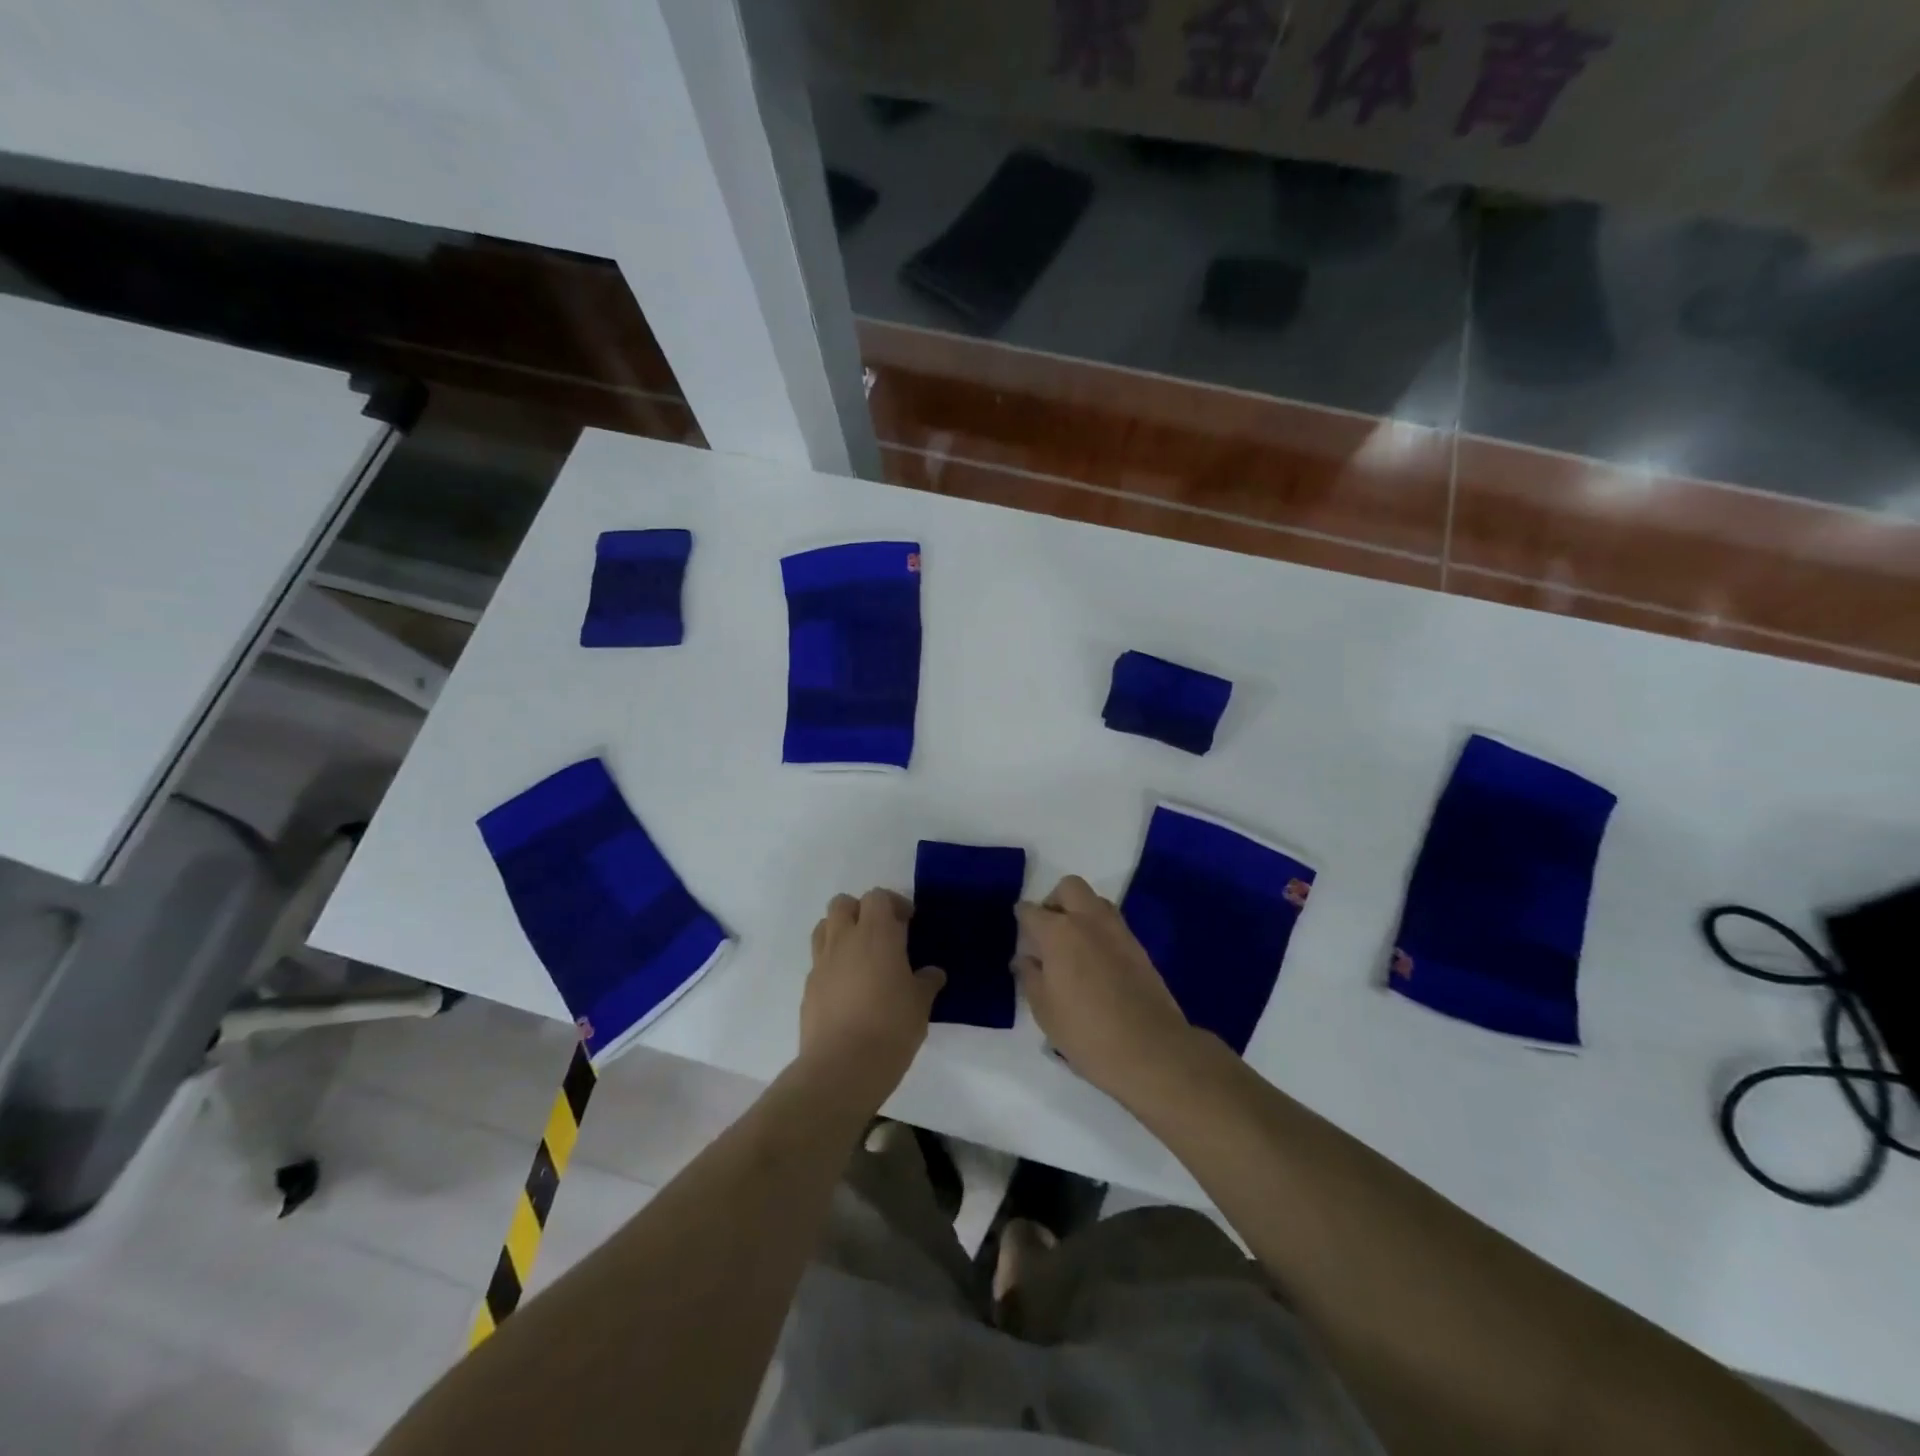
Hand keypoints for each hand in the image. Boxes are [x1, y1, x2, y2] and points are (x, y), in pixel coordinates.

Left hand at [800, 889, 944, 1112]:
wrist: (841, 1067)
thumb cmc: (891, 1027)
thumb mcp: (920, 1004)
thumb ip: (926, 982)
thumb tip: (932, 974)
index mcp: (876, 933)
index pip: (877, 897)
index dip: (893, 904)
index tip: (908, 923)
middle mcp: (844, 939)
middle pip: (843, 903)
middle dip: (861, 911)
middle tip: (881, 935)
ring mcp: (821, 963)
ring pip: (824, 927)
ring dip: (841, 932)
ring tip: (861, 957)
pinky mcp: (808, 988)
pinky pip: (819, 962)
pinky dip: (832, 964)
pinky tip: (848, 990)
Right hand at [1015, 875, 1192, 1099]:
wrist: (1150, 1048)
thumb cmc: (1086, 1032)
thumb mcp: (1044, 1009)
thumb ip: (1030, 976)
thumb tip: (1024, 958)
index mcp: (1058, 932)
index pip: (1031, 911)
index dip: (1021, 918)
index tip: (1019, 933)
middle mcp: (1089, 920)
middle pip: (1069, 887)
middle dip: (1054, 901)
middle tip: (1048, 931)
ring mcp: (1118, 931)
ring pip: (1095, 901)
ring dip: (1080, 912)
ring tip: (1072, 946)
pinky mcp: (1138, 946)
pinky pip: (1112, 924)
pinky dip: (1099, 931)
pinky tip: (1095, 962)